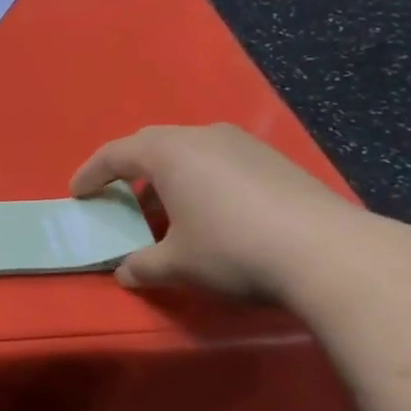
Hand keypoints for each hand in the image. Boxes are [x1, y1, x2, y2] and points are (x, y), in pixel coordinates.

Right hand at [70, 123, 365, 300]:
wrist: (333, 255)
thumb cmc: (233, 250)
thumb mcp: (177, 264)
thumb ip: (142, 265)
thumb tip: (125, 273)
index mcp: (167, 152)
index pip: (113, 155)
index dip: (90, 175)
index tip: (77, 194)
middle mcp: (201, 136)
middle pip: (150, 146)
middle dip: (129, 172)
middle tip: (118, 198)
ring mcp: (243, 145)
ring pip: (189, 153)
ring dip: (169, 178)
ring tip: (166, 212)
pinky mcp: (275, 161)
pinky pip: (220, 162)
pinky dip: (202, 182)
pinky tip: (212, 214)